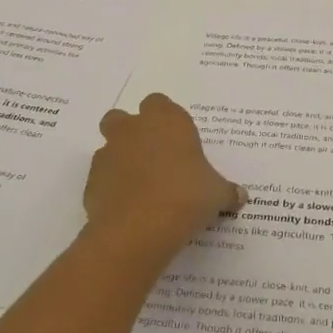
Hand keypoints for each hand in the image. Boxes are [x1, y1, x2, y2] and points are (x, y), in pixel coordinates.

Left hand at [83, 94, 243, 264]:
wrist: (138, 229)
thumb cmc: (186, 197)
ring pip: (109, 147)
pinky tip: (128, 208)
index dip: (166, 119)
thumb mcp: (217, 194)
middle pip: (122, 117)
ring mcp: (108, 154)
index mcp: (167, 121)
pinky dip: (111, 188)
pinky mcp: (92, 181)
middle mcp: (134, 130)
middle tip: (152, 157)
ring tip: (141, 188)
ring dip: (120, 160)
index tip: (178, 140)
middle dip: (132, 132)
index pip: (159, 103)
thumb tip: (240, 196)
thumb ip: (227, 191)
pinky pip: (102, 178)